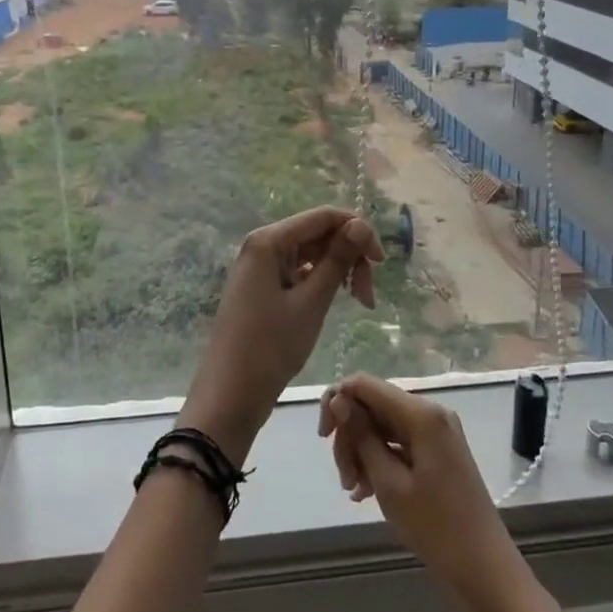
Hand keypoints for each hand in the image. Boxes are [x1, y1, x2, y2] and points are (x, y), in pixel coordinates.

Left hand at [178, 207, 381, 466]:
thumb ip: (337, 260)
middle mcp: (262, 245)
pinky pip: (299, 271)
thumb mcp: (311, 302)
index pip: (323, 216)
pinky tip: (334, 300)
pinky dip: (320, 282)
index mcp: (269, 241)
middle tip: (367, 296)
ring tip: (358, 302)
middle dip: (348, 255)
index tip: (382, 264)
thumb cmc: (271, 347)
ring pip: (310, 253)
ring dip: (338, 270)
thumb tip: (360, 224)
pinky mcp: (262, 287)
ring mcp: (260, 266)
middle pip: (317, 233)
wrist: (230, 394)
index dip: (358, 231)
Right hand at [318, 374, 523, 611]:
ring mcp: (437, 432)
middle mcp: (430, 412)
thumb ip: (361, 436)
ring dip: (362, 453)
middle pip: (373, 406)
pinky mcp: (438, 450)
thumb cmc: (435, 528)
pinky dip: (379, 460)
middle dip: (350, 436)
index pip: (365, 385)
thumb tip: (338, 401)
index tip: (323, 436)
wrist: (485, 569)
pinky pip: (398, 443)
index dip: (337, 401)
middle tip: (343, 478)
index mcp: (421, 414)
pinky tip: (366, 490)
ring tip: (354, 490)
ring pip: (382, 426)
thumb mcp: (388, 482)